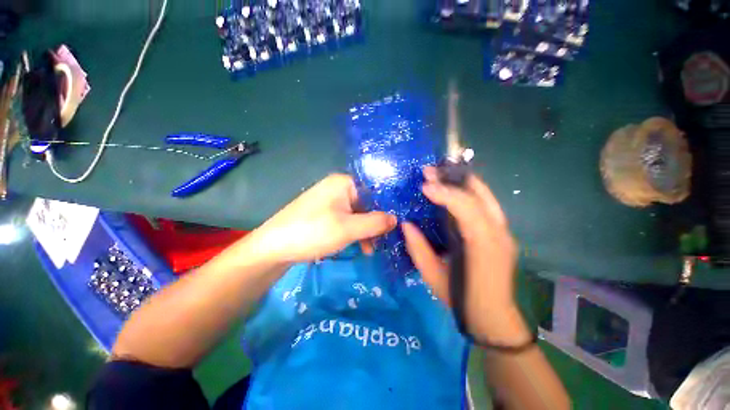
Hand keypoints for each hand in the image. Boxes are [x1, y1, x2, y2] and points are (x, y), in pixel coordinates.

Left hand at [247, 174, 396, 263]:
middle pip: (366, 204)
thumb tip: (396, 219)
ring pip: (357, 214)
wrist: (273, 247)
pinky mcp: (325, 213)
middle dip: (374, 225)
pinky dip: (353, 232)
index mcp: (344, 183)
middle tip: (380, 243)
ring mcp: (330, 200)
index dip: (387, 209)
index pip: (375, 192)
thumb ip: (375, 223)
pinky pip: (346, 219)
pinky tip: (356, 245)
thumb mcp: (349, 228)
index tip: (395, 227)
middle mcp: (338, 187)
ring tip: (367, 249)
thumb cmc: (313, 232)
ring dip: (364, 231)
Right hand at [402, 167, 528, 345]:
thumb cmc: (462, 300)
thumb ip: (418, 248)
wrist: (494, 318)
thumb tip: (406, 224)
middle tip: (429, 172)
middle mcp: (499, 233)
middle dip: (452, 179)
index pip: (467, 209)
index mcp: (483, 246)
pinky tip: (451, 190)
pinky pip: (485, 203)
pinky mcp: (501, 232)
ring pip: (485, 195)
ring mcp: (504, 231)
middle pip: (479, 195)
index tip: (425, 186)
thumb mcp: (433, 276)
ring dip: (460, 182)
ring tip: (438, 175)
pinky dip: (467, 192)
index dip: (445, 194)